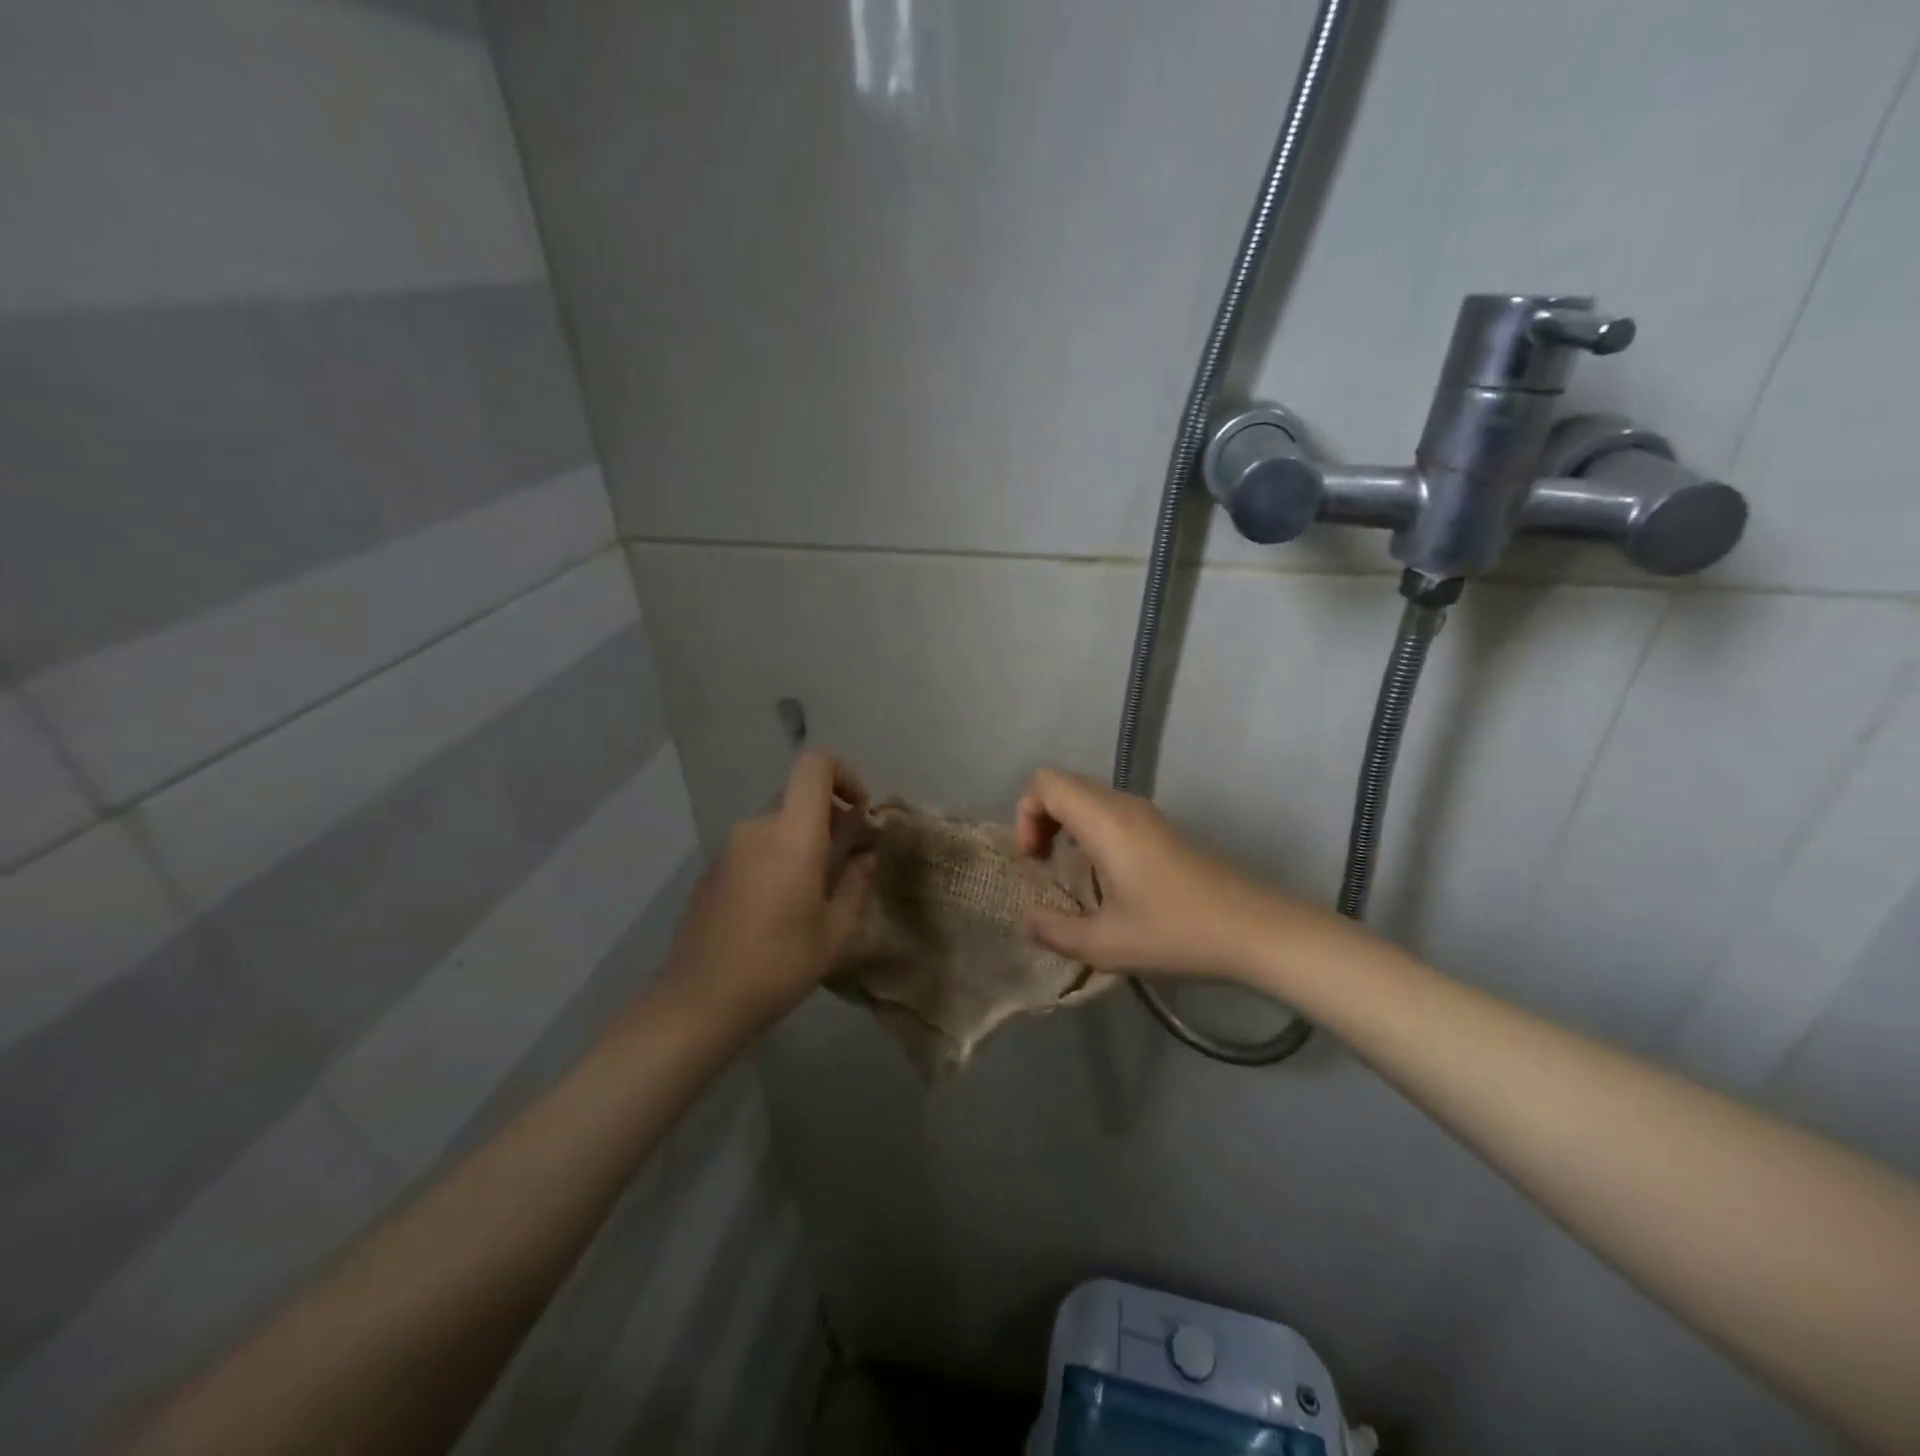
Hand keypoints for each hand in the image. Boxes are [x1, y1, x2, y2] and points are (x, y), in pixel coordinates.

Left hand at [661, 751, 876, 1030]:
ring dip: (804, 841)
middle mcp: (757, 827)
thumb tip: (866, 854)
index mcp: (792, 834)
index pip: (815, 765)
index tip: (861, 812)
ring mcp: (729, 846)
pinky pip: (756, 845)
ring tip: (816, 891)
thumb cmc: (778, 965)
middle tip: (848, 862)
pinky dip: (778, 856)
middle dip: (831, 818)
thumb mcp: (836, 931)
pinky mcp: (713, 868)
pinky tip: (780, 907)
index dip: (845, 774)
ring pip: (779, 823)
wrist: (699, 1001)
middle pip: (799, 796)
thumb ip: (857, 882)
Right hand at [1015, 767, 1287, 980]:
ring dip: (1066, 823)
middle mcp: (1124, 805)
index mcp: (1104, 821)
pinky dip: (1090, 829)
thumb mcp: (1106, 945)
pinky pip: (1110, 811)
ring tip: (1067, 870)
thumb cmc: (1177, 933)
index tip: (1035, 859)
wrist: (1257, 931)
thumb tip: (1027, 921)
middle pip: (1064, 784)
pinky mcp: (1164, 829)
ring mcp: (1148, 814)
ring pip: (1088, 796)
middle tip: (1043, 863)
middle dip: (1041, 817)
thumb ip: (1055, 932)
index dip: (1026, 813)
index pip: (1046, 782)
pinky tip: (1102, 875)